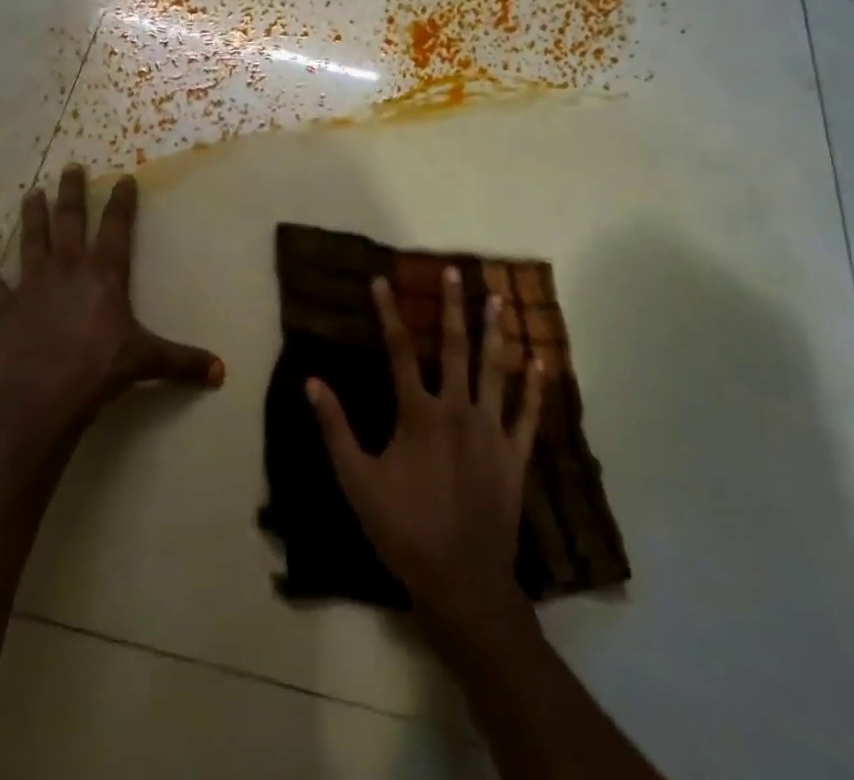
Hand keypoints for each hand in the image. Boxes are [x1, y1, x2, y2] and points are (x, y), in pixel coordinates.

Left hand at [0, 165, 224, 429]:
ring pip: (32, 242)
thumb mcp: (148, 361)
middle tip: (70, 167)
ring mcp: (33, 287)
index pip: (116, 227)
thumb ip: (183, 362)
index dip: (121, 202)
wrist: (44, 394)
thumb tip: (221, 372)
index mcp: (104, 273)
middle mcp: (68, 269)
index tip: (123, 178)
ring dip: (31, 217)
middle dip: (71, 193)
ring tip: (30, 193)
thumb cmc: (100, 368)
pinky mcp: (4, 311)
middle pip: (69, 222)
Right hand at [306, 268, 544, 644]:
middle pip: (455, 347)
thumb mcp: (356, 480)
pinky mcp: (515, 456)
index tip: (381, 280)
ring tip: (499, 299)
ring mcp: (491, 431)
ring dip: (495, 332)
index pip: (398, 350)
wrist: (462, 581)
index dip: (387, 313)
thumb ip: (334, 428)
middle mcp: (457, 409)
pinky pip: (527, 416)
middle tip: (455, 272)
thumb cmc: (403, 529)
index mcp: (418, 412)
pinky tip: (540, 364)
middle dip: (452, 306)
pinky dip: (534, 390)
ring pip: (495, 370)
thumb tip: (312, 382)